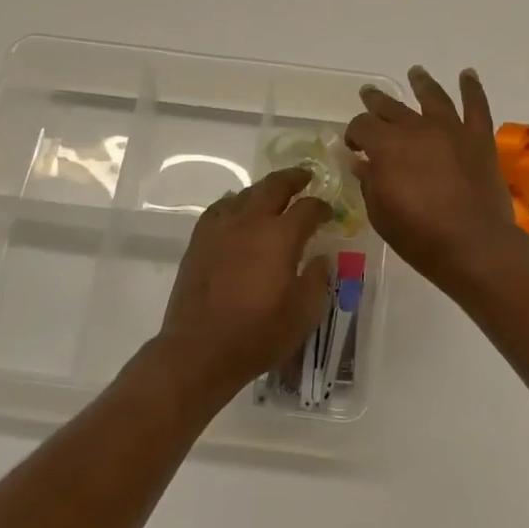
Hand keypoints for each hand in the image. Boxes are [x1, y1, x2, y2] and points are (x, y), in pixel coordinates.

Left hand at [154, 167, 331, 400]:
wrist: (200, 350)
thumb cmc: (259, 334)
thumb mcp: (304, 312)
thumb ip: (317, 279)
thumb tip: (320, 258)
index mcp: (280, 236)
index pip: (308, 208)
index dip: (322, 207)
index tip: (329, 212)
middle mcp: (250, 222)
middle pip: (273, 186)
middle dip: (293, 179)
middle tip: (306, 177)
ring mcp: (220, 229)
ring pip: (244, 194)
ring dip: (263, 190)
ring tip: (273, 194)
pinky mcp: (199, 242)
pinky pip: (219, 209)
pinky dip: (233, 203)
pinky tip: (236, 210)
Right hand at [345, 67, 526, 289]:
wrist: (474, 246)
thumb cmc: (419, 236)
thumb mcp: (380, 214)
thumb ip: (369, 182)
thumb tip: (361, 163)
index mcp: (386, 146)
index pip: (362, 126)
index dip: (354, 133)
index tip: (353, 146)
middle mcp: (417, 129)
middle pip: (392, 107)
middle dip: (377, 101)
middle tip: (369, 95)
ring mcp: (451, 130)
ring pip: (433, 97)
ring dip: (421, 83)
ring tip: (416, 72)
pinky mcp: (479, 139)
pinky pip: (476, 106)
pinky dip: (472, 88)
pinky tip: (467, 75)